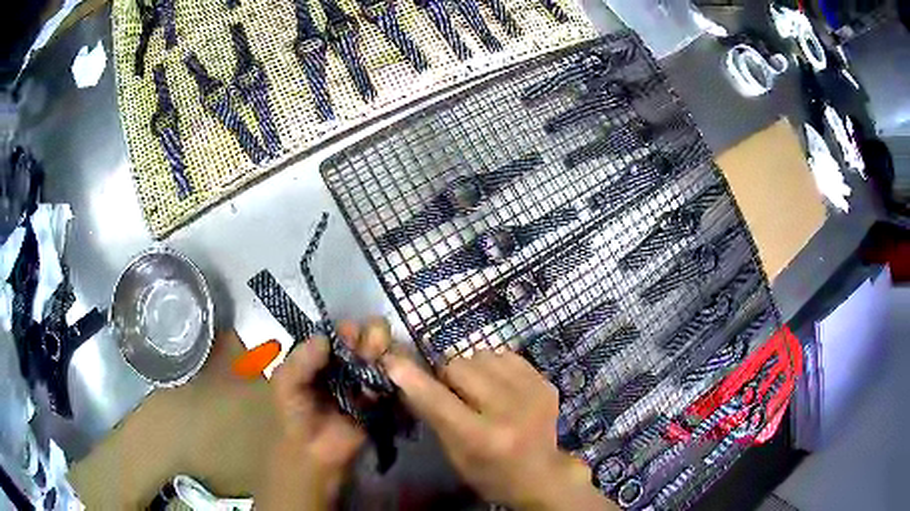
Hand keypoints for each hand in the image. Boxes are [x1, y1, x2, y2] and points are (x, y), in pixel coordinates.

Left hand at [259, 319, 389, 509]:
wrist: (313, 451)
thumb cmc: (294, 414)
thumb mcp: (286, 382)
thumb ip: (301, 359)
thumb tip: (325, 338)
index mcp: (322, 356)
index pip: (339, 333)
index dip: (347, 329)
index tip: (351, 333)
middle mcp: (345, 364)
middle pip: (364, 339)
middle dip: (370, 335)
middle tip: (369, 346)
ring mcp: (364, 380)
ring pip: (380, 355)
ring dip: (381, 351)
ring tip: (375, 356)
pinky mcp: (381, 398)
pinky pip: (389, 379)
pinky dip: (390, 373)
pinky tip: (385, 372)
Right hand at [382, 348, 615, 510]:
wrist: (540, 474)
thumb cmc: (488, 472)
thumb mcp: (454, 453)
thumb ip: (432, 414)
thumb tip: (404, 375)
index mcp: (481, 438)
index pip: (437, 400)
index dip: (412, 378)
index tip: (392, 361)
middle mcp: (509, 411)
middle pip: (459, 366)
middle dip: (448, 376)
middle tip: (454, 392)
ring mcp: (532, 393)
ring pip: (482, 354)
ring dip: (473, 369)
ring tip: (481, 391)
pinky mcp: (546, 382)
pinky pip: (506, 355)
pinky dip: (496, 366)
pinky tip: (501, 387)